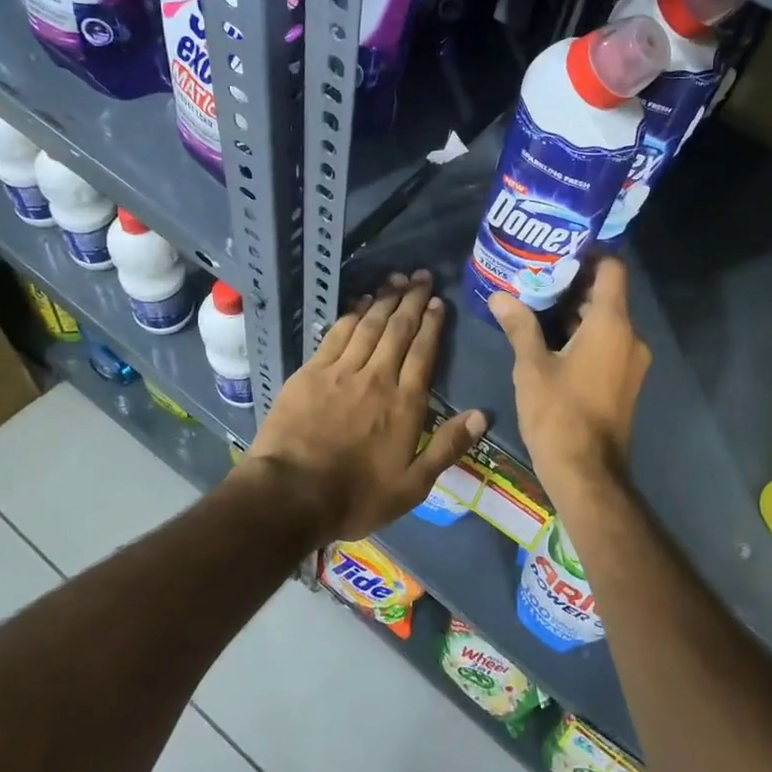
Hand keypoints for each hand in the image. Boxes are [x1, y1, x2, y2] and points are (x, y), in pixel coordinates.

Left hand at [244, 271, 486, 541]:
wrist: (290, 495)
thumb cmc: (355, 496)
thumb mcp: (412, 486)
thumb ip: (446, 447)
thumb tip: (482, 415)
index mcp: (405, 403)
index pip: (423, 352)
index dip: (432, 324)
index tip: (438, 301)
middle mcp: (377, 377)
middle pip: (398, 329)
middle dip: (412, 300)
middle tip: (421, 275)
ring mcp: (342, 371)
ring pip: (369, 325)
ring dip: (384, 299)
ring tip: (396, 278)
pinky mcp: (311, 372)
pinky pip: (337, 334)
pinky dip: (352, 314)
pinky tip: (360, 302)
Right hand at [489, 258, 650, 499]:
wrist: (588, 474)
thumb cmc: (559, 414)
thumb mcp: (531, 366)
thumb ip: (519, 326)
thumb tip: (500, 296)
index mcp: (612, 324)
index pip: (613, 269)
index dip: (590, 253)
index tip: (559, 249)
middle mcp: (630, 337)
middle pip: (607, 294)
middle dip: (574, 282)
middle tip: (536, 274)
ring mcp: (631, 362)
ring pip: (606, 320)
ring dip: (576, 310)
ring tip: (537, 302)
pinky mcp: (625, 381)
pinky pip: (608, 343)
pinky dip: (584, 334)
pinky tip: (551, 338)